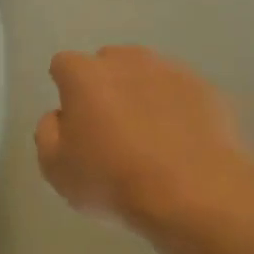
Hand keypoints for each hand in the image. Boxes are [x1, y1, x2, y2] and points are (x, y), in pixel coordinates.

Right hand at [35, 46, 253, 235]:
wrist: (194, 193)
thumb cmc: (113, 180)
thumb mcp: (56, 169)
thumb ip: (48, 132)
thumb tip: (60, 116)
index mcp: (84, 74)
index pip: (63, 65)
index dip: (66, 90)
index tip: (75, 121)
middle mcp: (126, 60)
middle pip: (107, 64)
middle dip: (106, 87)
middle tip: (111, 129)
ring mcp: (170, 70)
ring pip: (147, 75)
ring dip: (142, 95)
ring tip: (151, 137)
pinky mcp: (205, 88)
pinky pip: (180, 93)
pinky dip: (177, 109)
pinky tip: (181, 143)